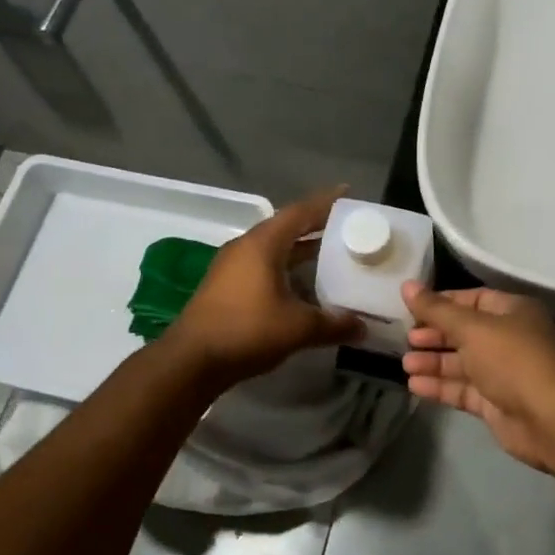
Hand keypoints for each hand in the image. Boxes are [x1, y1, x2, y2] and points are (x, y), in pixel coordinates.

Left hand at [164, 189, 361, 385]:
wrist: (191, 360)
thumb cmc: (247, 330)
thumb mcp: (298, 327)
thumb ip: (334, 324)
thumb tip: (363, 327)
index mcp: (263, 244)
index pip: (300, 212)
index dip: (326, 202)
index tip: (348, 193)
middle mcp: (246, 247)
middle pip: (287, 228)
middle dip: (317, 226)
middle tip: (347, 228)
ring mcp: (232, 267)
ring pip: (274, 250)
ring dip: (302, 251)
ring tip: (332, 255)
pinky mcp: (227, 287)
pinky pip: (264, 267)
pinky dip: (287, 270)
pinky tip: (305, 287)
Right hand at [400, 283, 554, 470]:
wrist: (550, 419)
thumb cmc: (513, 360)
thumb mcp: (472, 327)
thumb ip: (437, 309)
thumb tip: (406, 285)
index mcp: (513, 312)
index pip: (473, 300)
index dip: (443, 303)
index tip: (413, 308)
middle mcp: (510, 339)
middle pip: (466, 332)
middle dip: (436, 335)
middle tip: (407, 339)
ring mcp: (504, 373)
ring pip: (462, 363)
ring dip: (434, 362)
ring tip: (406, 364)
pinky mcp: (496, 403)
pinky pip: (463, 390)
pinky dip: (440, 386)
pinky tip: (415, 385)